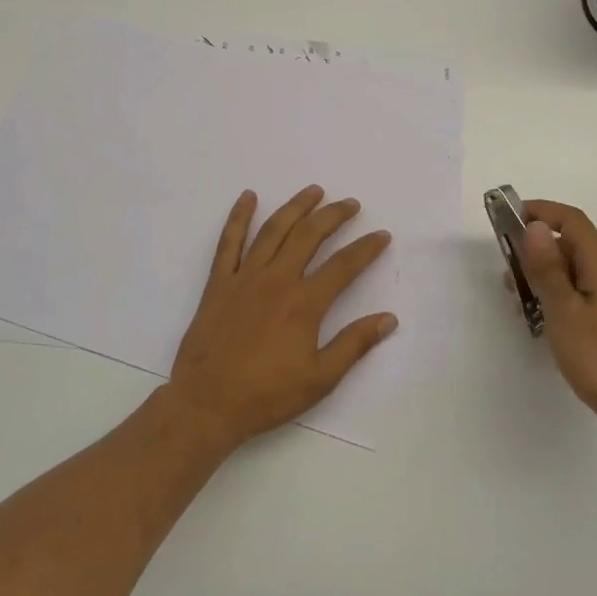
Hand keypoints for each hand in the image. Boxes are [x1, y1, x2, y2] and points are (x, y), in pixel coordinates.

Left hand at [167, 186, 396, 450]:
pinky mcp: (219, 283)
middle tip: (351, 204)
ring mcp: (244, 278)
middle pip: (309, 236)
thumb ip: (354, 344)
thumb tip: (389, 318)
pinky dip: (238, 217)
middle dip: (334, 215)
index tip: (382, 235)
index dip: (366, 248)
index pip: (344, 266)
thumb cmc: (267, 395)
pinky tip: (248, 197)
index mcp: (304, 303)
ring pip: (274, 230)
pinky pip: (229, 242)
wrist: (207, 404)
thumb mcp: (320, 379)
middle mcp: (276, 280)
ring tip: (314, 191)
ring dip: (296, 207)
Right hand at [518, 200, 596, 445]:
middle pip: (571, 243)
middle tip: (507, 271)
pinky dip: (556, 294)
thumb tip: (535, 227)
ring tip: (518, 298)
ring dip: (544, 274)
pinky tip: (540, 318)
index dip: (541, 212)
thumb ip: (548, 268)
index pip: (572, 220)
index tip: (508, 218)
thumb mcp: (565, 311)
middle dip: (536, 248)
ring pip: (574, 270)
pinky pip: (579, 292)